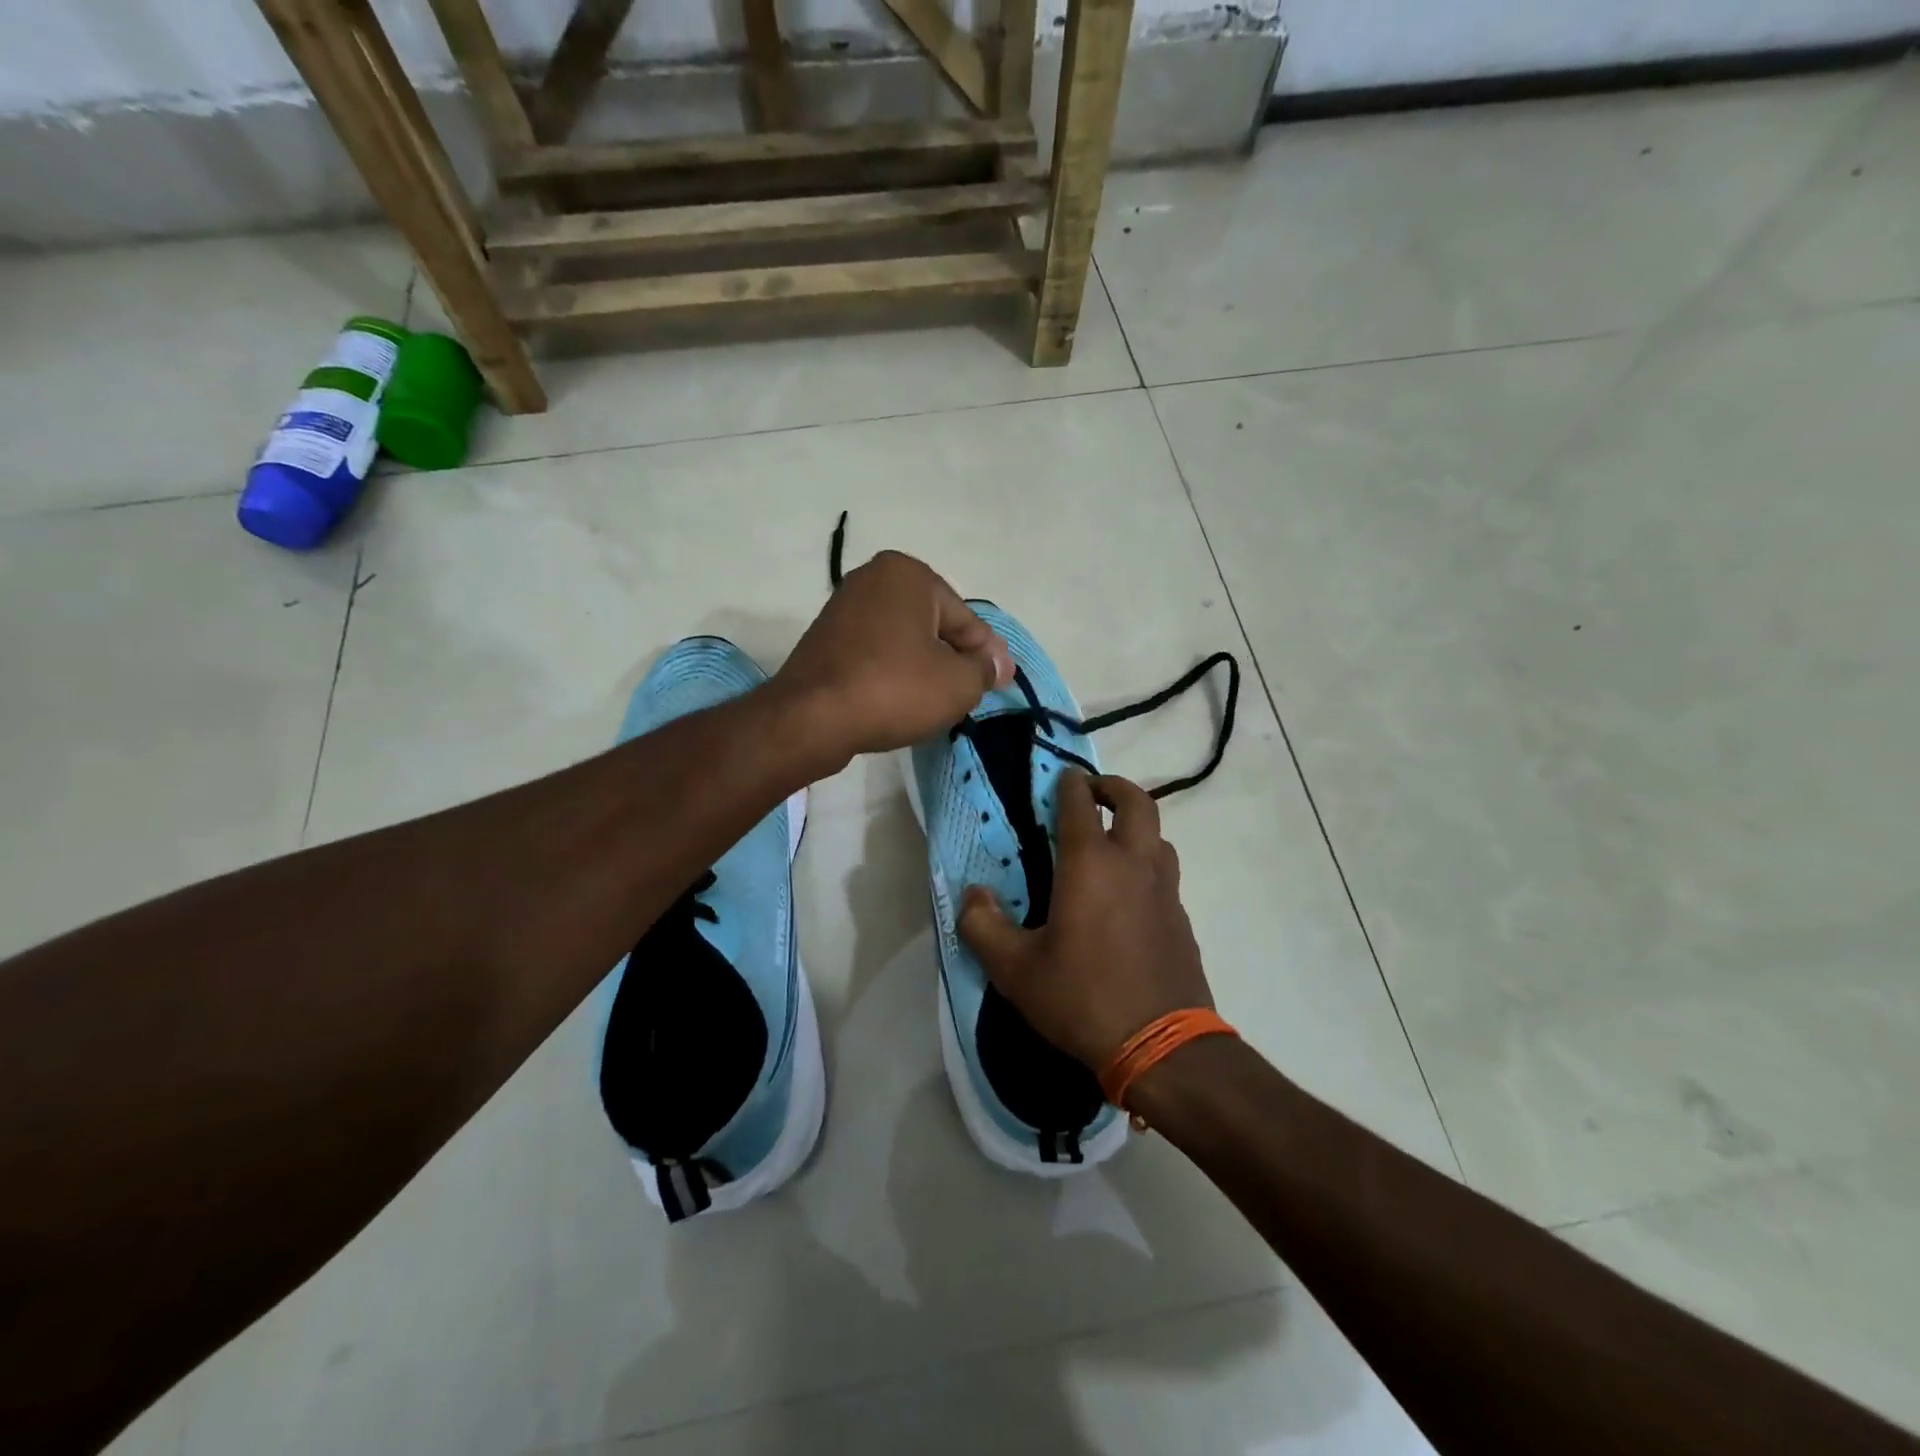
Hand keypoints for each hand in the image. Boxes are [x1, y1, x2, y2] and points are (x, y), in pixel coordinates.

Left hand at [775, 550, 1012, 765]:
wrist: (812, 718)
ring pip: (903, 640)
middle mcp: (873, 578)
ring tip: (937, 701)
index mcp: (908, 573)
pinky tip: (901, 699)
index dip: (986, 654)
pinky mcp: (825, 639)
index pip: (964, 619)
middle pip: (933, 626)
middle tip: (970, 693)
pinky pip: (875, 653)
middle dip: (953, 658)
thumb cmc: (894, 689)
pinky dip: (893, 672)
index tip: (1000, 681)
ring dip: (924, 667)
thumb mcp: (958, 683)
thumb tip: (998, 664)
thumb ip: (985, 669)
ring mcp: (844, 607)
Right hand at [958, 770, 1212, 1070]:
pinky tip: (1128, 897)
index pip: (1080, 803)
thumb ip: (983, 926)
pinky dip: (1147, 865)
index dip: (1068, 783)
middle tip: (1093, 792)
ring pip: (1159, 837)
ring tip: (1111, 843)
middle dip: (1114, 787)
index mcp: (1091, 864)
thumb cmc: (1082, 998)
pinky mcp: (1182, 920)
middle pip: (1137, 802)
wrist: (1162, 1047)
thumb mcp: (1015, 970)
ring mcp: (1165, 891)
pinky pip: (1165, 874)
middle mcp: (1134, 864)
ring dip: (1136, 826)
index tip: (1060, 778)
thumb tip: (973, 895)